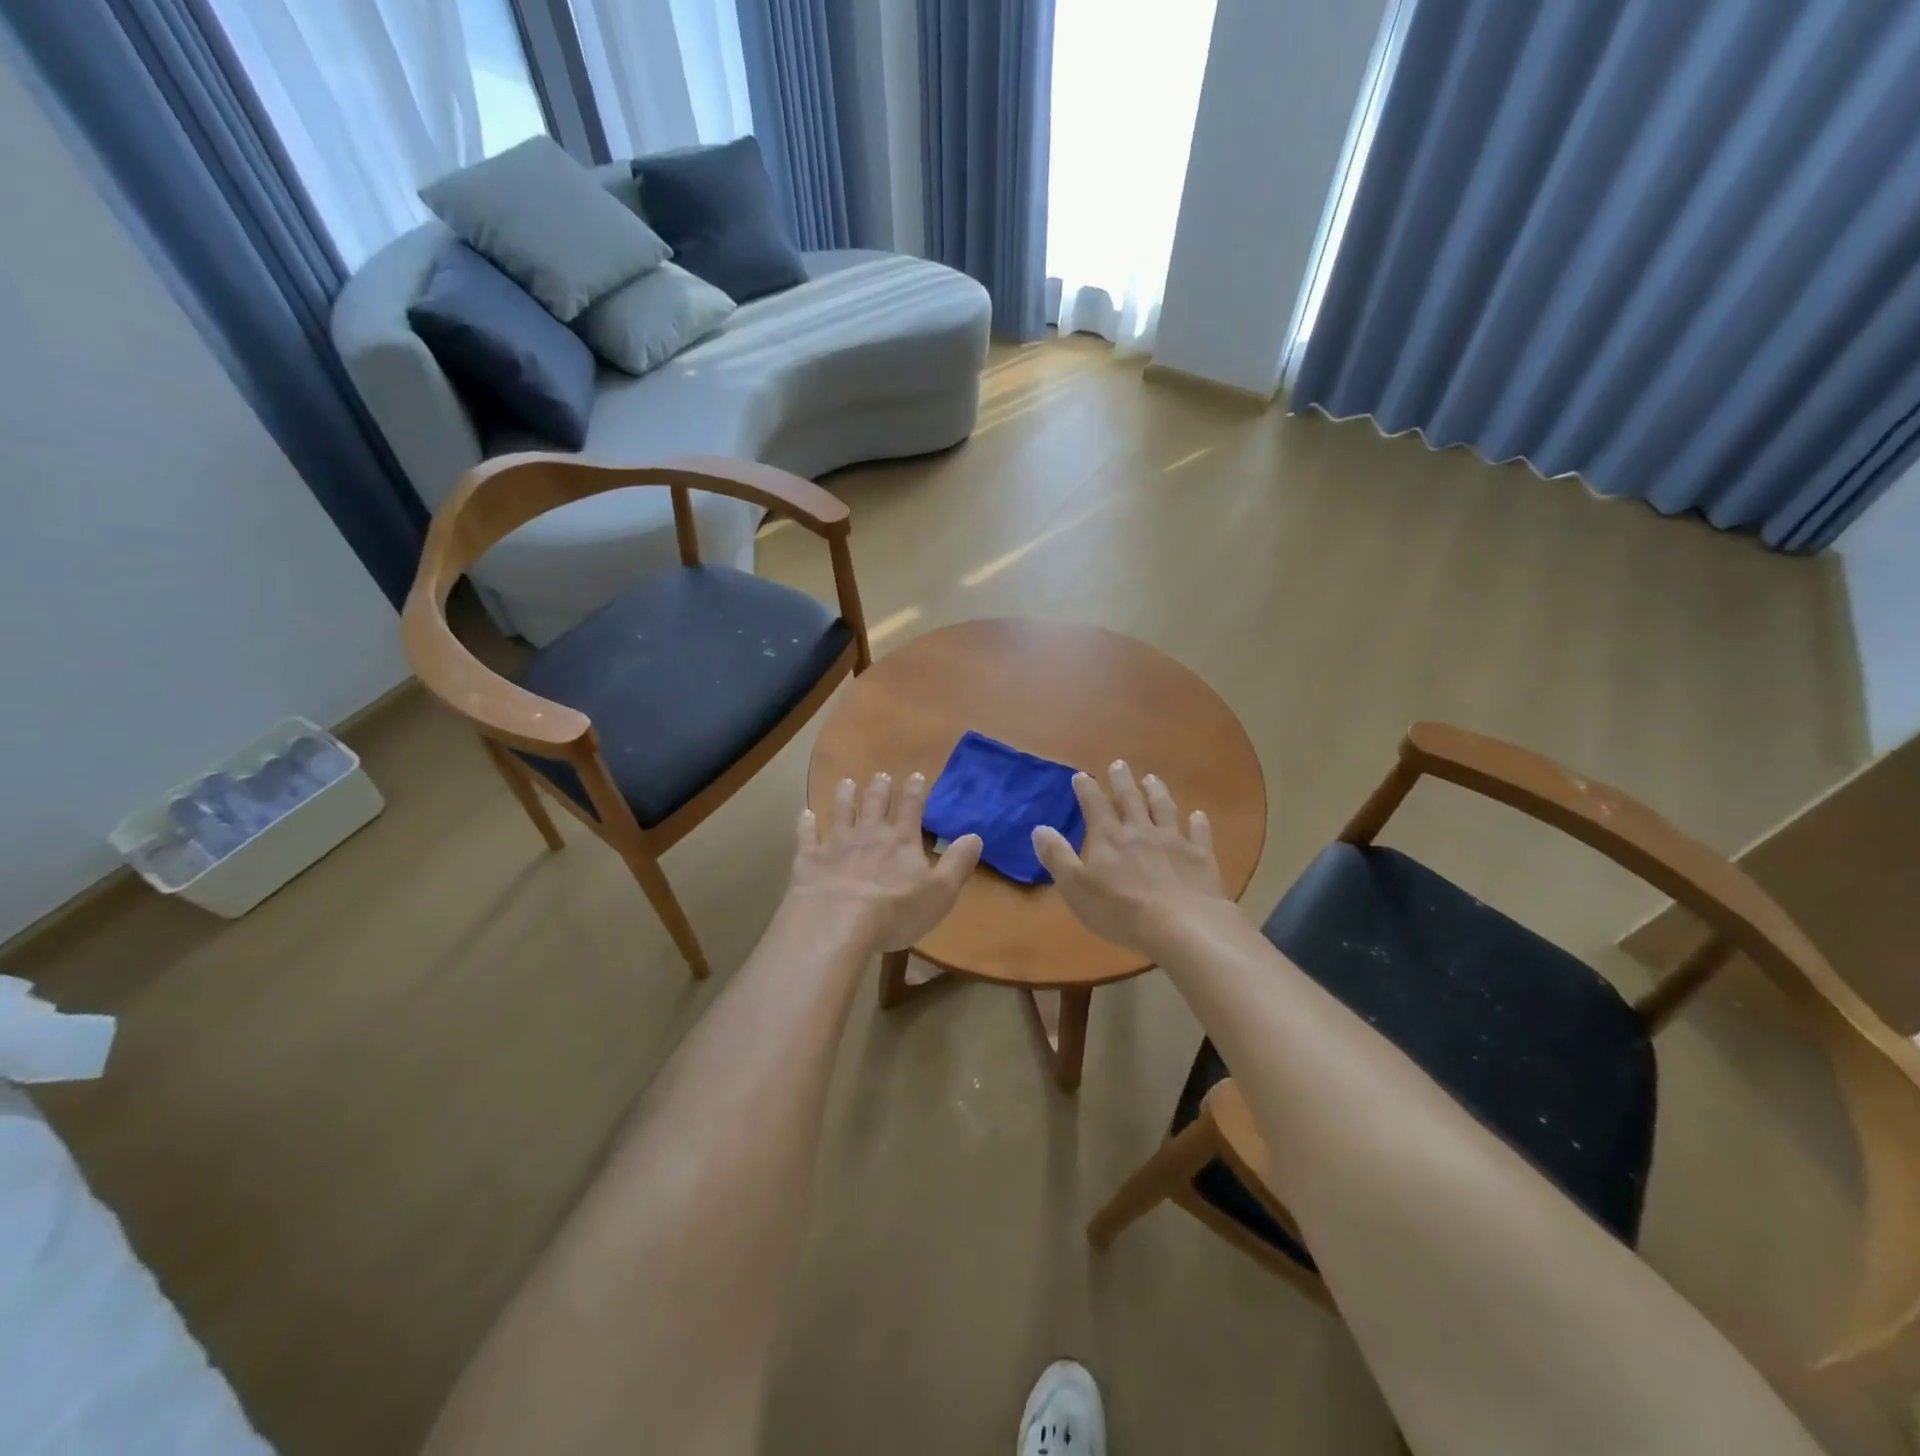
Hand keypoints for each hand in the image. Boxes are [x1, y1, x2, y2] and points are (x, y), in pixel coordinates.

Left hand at [789, 773, 982, 952]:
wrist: (837, 923)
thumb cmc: (895, 912)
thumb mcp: (940, 893)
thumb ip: (958, 863)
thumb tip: (975, 836)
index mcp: (901, 841)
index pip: (911, 808)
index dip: (915, 791)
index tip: (916, 775)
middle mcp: (869, 834)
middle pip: (875, 804)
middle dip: (880, 788)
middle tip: (881, 774)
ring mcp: (836, 844)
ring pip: (841, 812)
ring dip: (845, 796)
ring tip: (847, 782)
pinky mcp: (810, 859)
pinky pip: (807, 836)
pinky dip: (806, 824)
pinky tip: (804, 814)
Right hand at [1031, 761, 1226, 955]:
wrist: (1182, 926)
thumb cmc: (1120, 910)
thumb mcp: (1076, 887)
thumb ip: (1057, 857)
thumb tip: (1040, 828)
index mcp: (1109, 838)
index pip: (1094, 805)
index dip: (1086, 789)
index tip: (1081, 775)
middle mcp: (1140, 831)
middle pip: (1130, 799)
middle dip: (1122, 780)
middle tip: (1119, 764)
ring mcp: (1173, 841)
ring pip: (1164, 808)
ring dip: (1157, 792)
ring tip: (1152, 779)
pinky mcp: (1200, 857)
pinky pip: (1199, 833)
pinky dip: (1198, 822)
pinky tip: (1198, 816)